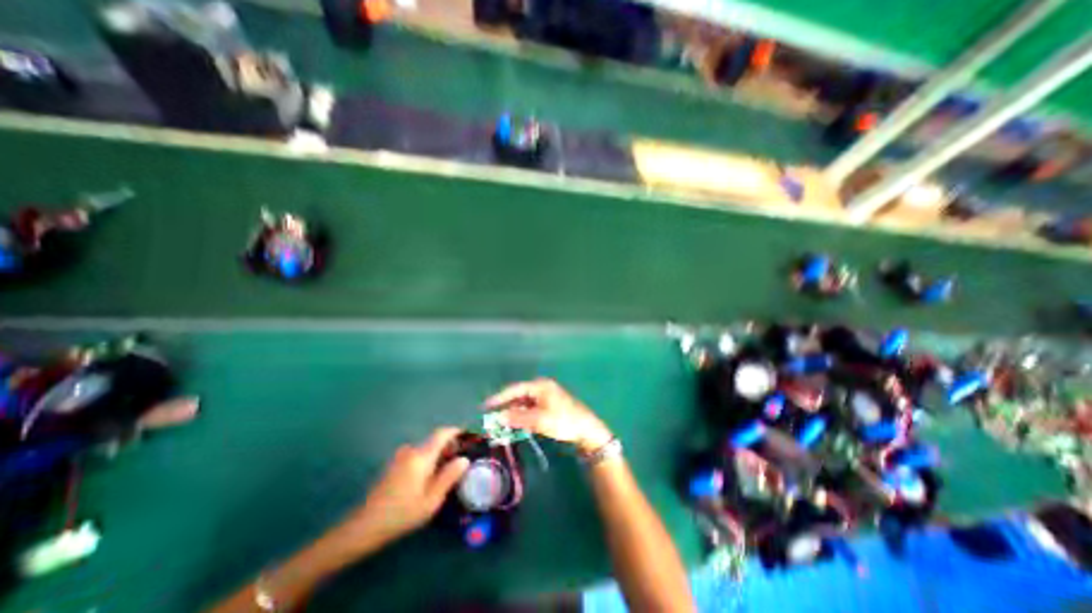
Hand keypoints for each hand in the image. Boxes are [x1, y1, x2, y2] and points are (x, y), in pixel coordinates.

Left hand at [340, 430, 469, 548]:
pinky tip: (428, 479)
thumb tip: (464, 459)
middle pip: (434, 441)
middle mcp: (411, 451)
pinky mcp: (393, 465)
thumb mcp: (431, 500)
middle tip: (460, 460)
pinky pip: (416, 456)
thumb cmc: (401, 514)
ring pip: (425, 449)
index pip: (442, 433)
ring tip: (446, 471)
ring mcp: (400, 457)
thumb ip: (449, 476)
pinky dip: (427, 460)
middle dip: (449, 446)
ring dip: (437, 455)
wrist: (363, 527)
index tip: (468, 436)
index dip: (456, 431)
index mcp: (421, 456)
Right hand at [485, 377, 612, 453]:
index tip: (486, 405)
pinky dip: (523, 415)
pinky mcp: (550, 405)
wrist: (586, 429)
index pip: (515, 389)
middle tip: (492, 415)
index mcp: (540, 386)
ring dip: (515, 412)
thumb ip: (518, 418)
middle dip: (506, 405)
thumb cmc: (563, 421)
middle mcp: (542, 388)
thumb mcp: (539, 420)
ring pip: (525, 403)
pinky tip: (518, 423)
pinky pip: (531, 408)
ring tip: (502, 422)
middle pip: (519, 395)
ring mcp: (546, 396)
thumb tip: (499, 417)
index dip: (500, 397)